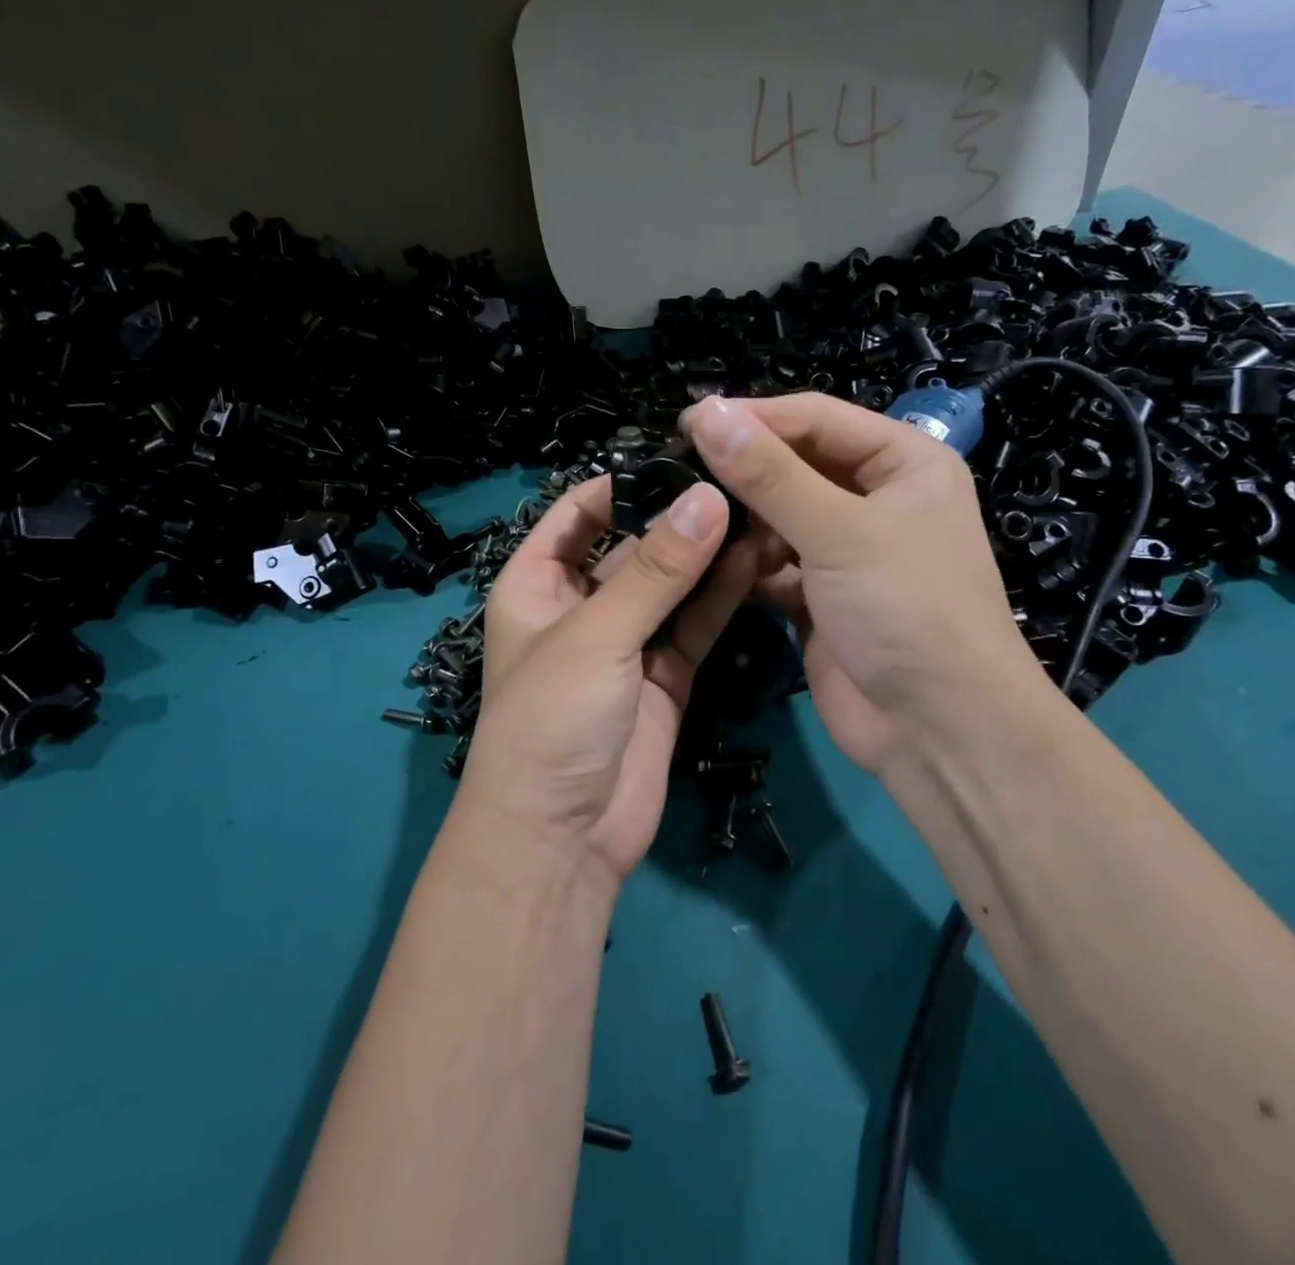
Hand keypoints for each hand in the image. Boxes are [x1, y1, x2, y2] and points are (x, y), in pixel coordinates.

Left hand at [458, 476, 762, 881]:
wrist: (562, 837)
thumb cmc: (552, 719)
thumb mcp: (597, 634)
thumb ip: (657, 569)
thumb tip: (708, 497)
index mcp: (535, 584)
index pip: (577, 514)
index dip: (622, 484)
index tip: (682, 458)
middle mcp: (579, 606)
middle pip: (632, 547)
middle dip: (678, 518)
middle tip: (740, 481)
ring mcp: (624, 643)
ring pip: (670, 586)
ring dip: (707, 556)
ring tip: (759, 512)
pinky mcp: (663, 677)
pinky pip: (692, 626)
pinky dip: (720, 597)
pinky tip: (756, 561)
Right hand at [681, 393, 1050, 775]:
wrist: (936, 730)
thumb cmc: (906, 609)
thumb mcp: (839, 531)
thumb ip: (769, 473)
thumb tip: (706, 412)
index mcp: (904, 463)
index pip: (817, 418)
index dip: (754, 417)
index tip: (686, 424)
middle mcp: (877, 498)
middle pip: (795, 464)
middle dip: (743, 469)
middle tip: (676, 470)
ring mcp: (847, 549)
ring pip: (779, 514)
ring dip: (742, 518)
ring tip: (691, 518)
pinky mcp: (819, 595)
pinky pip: (773, 562)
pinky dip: (746, 561)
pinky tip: (713, 562)